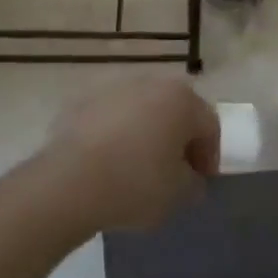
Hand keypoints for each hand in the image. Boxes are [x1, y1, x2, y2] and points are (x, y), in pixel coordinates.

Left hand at [32, 77, 218, 235]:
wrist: (68, 184)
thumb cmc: (136, 184)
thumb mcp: (179, 194)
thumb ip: (193, 182)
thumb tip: (189, 177)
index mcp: (183, 100)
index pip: (209, 126)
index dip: (209, 156)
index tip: (201, 181)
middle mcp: (151, 84)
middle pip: (175, 111)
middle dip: (178, 138)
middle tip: (174, 170)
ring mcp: (113, 89)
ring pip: (140, 111)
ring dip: (145, 133)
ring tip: (136, 166)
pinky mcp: (81, 102)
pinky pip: (109, 118)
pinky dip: (114, 135)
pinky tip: (107, 163)